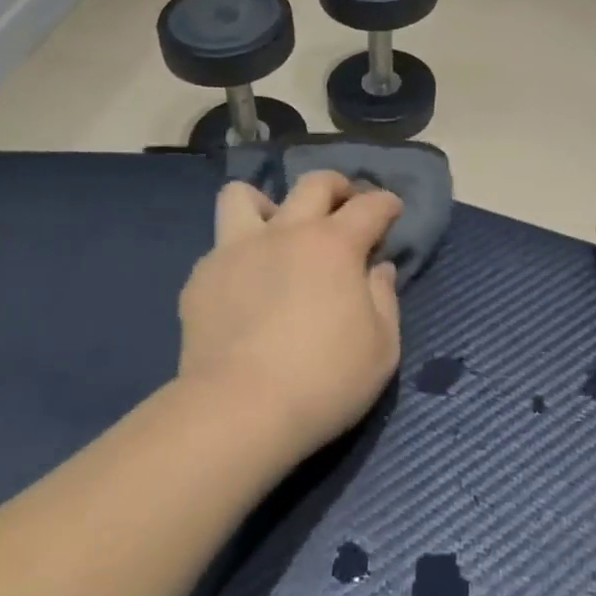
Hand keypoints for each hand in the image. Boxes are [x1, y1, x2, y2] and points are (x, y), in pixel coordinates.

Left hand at [177, 172, 403, 460]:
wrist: (238, 411)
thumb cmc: (324, 381)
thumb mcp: (382, 348)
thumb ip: (384, 298)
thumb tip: (378, 268)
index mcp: (334, 245)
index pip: (370, 206)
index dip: (386, 203)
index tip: (392, 210)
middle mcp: (286, 232)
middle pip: (314, 184)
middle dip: (338, 187)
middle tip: (344, 207)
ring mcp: (237, 249)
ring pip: (244, 196)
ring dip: (267, 205)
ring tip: (276, 231)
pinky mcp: (202, 276)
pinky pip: (220, 247)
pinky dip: (238, 256)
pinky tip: (245, 286)